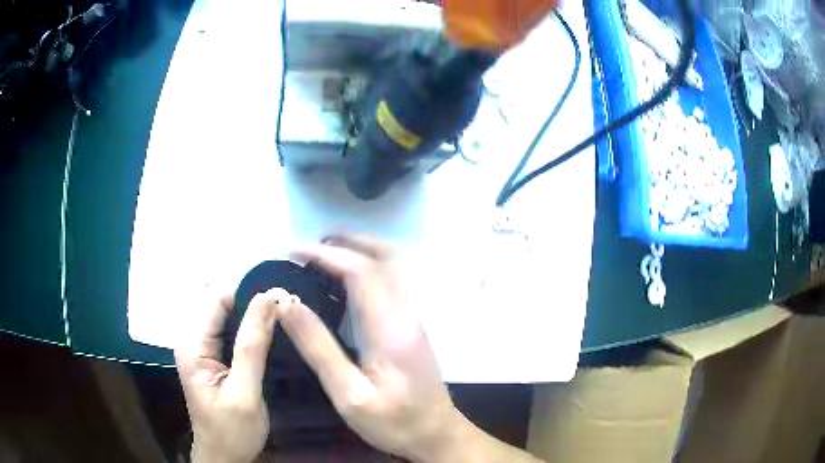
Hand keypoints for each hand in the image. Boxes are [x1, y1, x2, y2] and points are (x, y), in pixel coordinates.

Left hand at [175, 288, 293, 462]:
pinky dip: (252, 333)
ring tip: (285, 320)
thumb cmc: (231, 432)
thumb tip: (269, 299)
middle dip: (254, 305)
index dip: (249, 293)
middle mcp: (193, 341)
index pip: (218, 299)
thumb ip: (252, 346)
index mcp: (193, 345)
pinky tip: (272, 338)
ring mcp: (202, 351)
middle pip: (223, 307)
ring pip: (229, 320)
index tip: (282, 297)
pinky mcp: (213, 361)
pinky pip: (232, 335)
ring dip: (255, 319)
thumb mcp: (244, 392)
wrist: (224, 458)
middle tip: (289, 310)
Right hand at [282, 235, 467, 461]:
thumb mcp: (349, 395)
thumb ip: (318, 348)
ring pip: (391, 266)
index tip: (293, 251)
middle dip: (346, 242)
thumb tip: (288, 304)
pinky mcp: (412, 326)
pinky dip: (366, 268)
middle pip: (383, 257)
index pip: (360, 271)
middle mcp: (407, 313)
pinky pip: (391, 281)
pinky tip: (344, 282)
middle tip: (309, 246)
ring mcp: (414, 317)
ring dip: (358, 251)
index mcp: (391, 327)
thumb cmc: (395, 422)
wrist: (438, 435)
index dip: (325, 254)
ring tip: (322, 255)